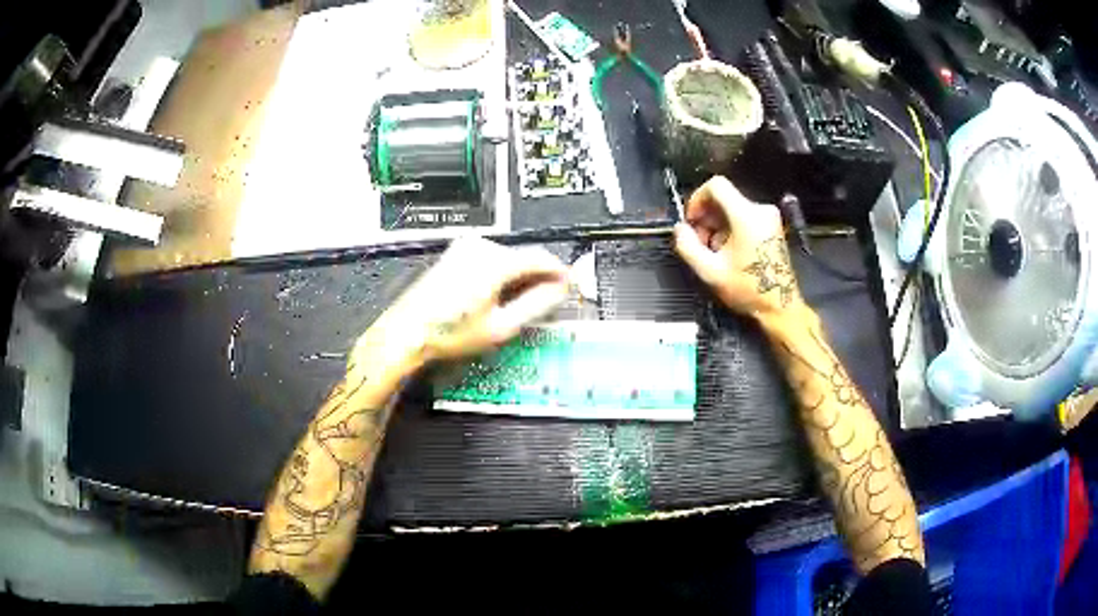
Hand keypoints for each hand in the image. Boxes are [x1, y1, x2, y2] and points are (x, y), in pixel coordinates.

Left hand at [357, 237, 569, 368]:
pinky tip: (497, 297)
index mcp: (495, 261)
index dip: (559, 272)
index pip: (541, 258)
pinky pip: (490, 259)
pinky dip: (501, 275)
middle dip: (538, 277)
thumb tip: (560, 290)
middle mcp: (481, 246)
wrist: (407, 332)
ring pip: (507, 258)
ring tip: (519, 305)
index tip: (569, 286)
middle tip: (547, 303)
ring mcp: (466, 248)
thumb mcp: (501, 326)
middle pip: (524, 257)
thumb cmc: (451, 332)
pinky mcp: (456, 254)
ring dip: (519, 277)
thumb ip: (536, 304)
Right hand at [674, 176, 803, 319]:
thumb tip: (679, 228)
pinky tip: (729, 252)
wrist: (780, 306)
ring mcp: (769, 217)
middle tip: (701, 244)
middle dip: (706, 217)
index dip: (697, 199)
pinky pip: (744, 216)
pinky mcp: (772, 225)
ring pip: (732, 208)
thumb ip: (688, 246)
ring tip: (715, 252)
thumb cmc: (747, 289)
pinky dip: (730, 228)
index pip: (716, 185)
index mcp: (746, 216)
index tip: (692, 221)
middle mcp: (760, 209)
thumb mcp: (709, 272)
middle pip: (723, 198)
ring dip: (717, 225)